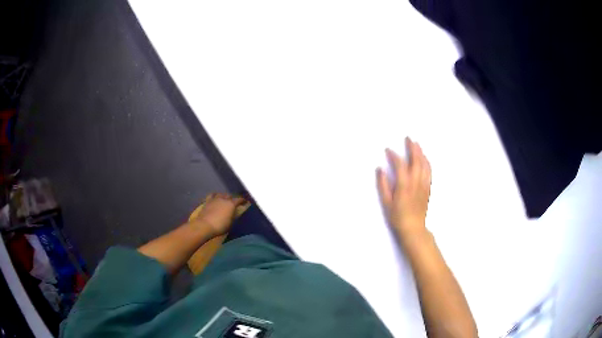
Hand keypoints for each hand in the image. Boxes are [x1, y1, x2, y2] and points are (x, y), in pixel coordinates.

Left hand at [192, 193, 246, 236]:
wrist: (205, 225)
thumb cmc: (220, 226)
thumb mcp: (231, 223)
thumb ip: (234, 216)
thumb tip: (236, 212)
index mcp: (231, 204)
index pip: (239, 199)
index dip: (242, 200)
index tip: (245, 202)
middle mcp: (223, 199)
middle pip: (229, 196)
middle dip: (232, 198)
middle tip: (234, 202)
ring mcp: (215, 199)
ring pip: (221, 194)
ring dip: (223, 196)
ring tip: (224, 199)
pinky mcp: (207, 201)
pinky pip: (212, 195)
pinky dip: (214, 196)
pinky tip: (214, 198)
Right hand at [377, 137, 430, 237]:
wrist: (413, 228)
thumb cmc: (397, 217)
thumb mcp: (386, 203)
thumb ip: (383, 185)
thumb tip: (380, 169)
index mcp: (404, 185)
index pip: (400, 164)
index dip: (394, 155)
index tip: (388, 150)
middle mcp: (415, 182)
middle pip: (415, 160)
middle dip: (412, 148)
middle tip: (408, 138)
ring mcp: (423, 185)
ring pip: (424, 164)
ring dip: (421, 153)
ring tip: (417, 144)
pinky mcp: (428, 188)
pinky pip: (429, 171)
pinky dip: (427, 162)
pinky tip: (425, 158)